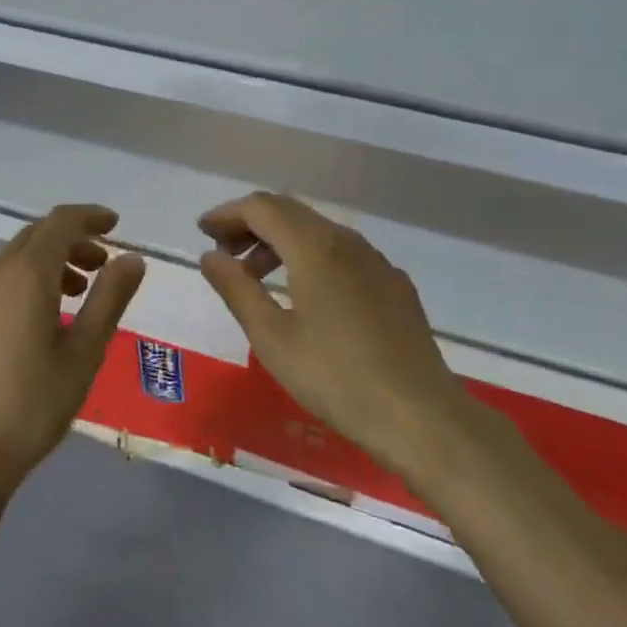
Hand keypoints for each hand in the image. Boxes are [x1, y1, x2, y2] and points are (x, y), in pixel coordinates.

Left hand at [0, 204, 145, 505]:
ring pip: (10, 260)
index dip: (90, 216)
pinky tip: (27, 325)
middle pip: (35, 236)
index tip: (115, 225)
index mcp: (27, 274)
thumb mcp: (84, 354)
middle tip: (100, 265)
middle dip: (71, 241)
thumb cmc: (31, 406)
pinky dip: (17, 285)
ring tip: (71, 297)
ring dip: (45, 264)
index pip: (61, 222)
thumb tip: (132, 258)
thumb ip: (110, 298)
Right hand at [198, 192, 473, 485]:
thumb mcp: (272, 338)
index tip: (203, 232)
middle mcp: (345, 240)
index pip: (260, 207)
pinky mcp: (393, 283)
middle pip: (288, 211)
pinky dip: (309, 256)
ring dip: (279, 241)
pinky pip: (341, 252)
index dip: (227, 214)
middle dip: (250, 224)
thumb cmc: (337, 378)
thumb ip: (236, 289)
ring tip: (256, 276)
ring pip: (316, 230)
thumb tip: (210, 256)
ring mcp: (374, 260)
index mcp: (313, 246)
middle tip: (222, 251)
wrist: (424, 418)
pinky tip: (305, 294)